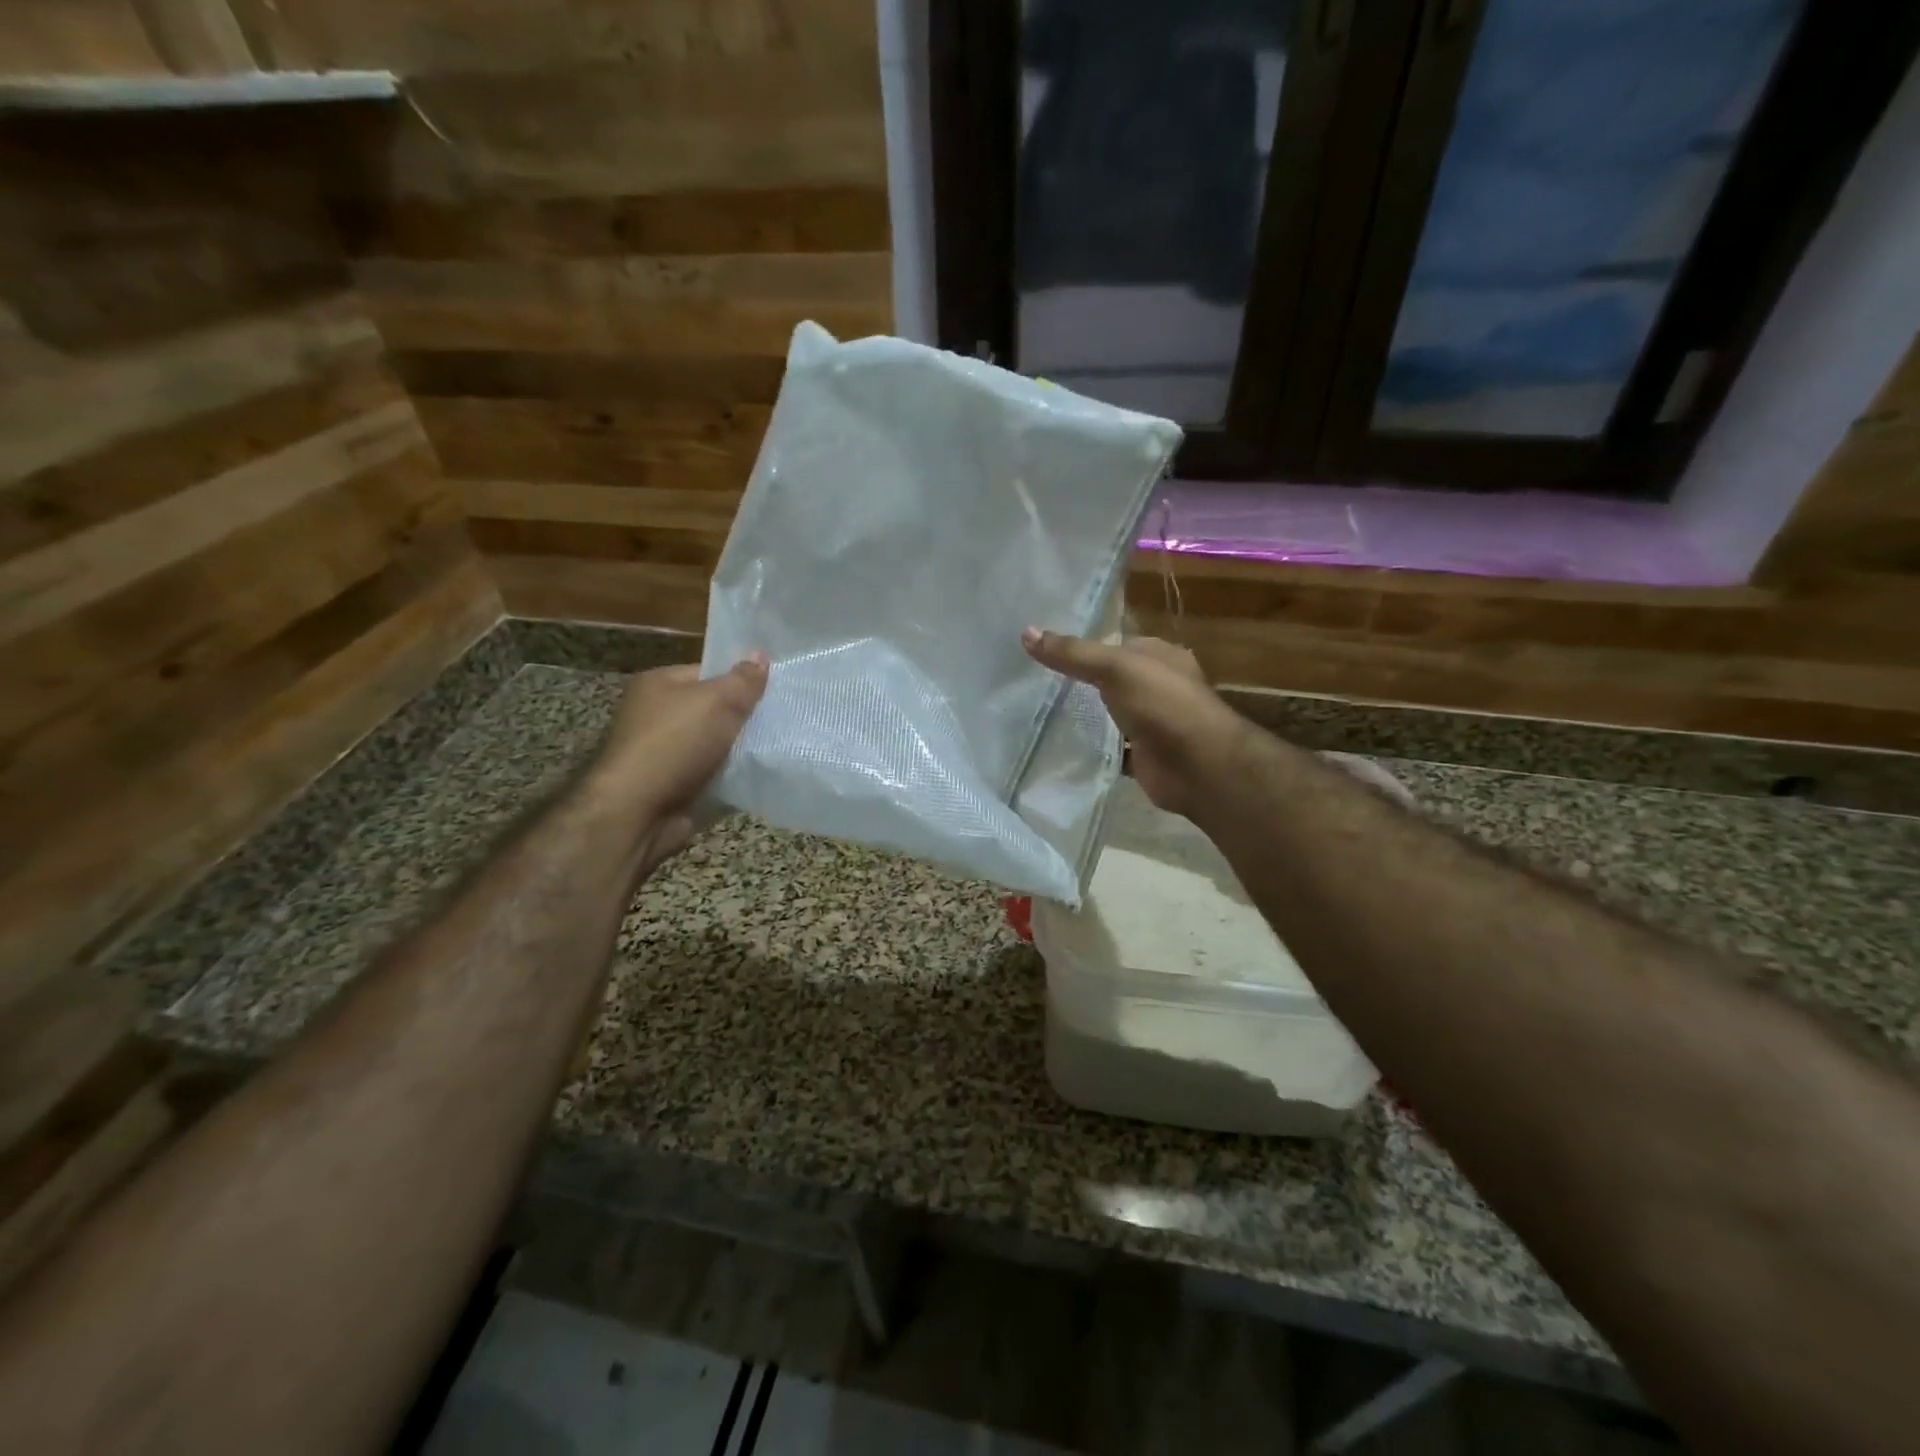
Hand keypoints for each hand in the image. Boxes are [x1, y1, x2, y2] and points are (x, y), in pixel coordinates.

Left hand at [588, 655, 768, 838]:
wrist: (639, 813)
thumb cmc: (674, 744)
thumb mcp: (716, 701)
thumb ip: (743, 680)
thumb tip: (760, 654)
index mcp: (660, 684)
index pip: (709, 672)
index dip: (742, 678)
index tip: (776, 687)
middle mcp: (659, 715)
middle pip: (716, 708)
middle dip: (747, 715)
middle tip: (786, 716)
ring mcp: (668, 753)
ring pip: (720, 744)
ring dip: (745, 749)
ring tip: (783, 745)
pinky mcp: (679, 786)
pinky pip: (718, 774)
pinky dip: (737, 776)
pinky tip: (765, 774)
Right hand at [1022, 628, 1244, 818]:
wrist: (1198, 766)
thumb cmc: (1162, 704)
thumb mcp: (1115, 667)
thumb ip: (1072, 653)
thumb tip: (1025, 632)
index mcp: (1160, 656)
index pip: (1117, 644)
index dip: (1084, 645)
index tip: (1045, 650)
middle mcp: (1159, 686)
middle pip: (1113, 680)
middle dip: (1082, 681)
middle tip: (1035, 682)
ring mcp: (1154, 723)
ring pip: (1113, 714)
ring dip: (1088, 716)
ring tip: (1040, 712)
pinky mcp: (1146, 755)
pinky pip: (1114, 748)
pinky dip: (1095, 748)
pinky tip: (1062, 746)